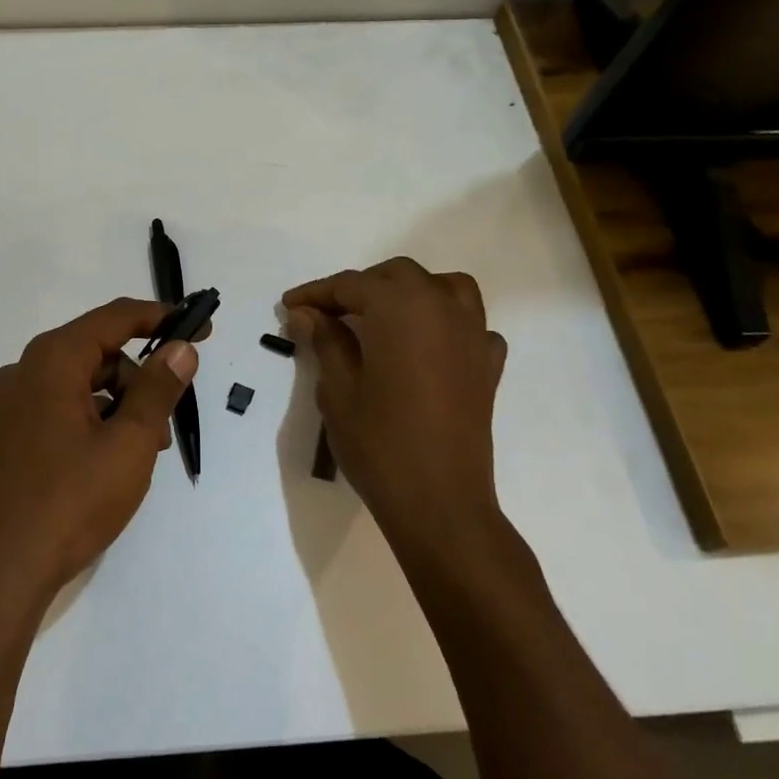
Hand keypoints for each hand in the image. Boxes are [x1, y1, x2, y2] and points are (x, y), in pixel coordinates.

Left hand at [0, 298, 199, 603]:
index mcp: (52, 360)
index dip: (161, 318)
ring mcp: (11, 406)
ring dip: (119, 407)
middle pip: (98, 353)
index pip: (115, 318)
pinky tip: (110, 463)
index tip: (199, 329)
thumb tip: (181, 348)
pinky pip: (61, 409)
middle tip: (167, 425)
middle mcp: (25, 372)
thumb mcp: (129, 443)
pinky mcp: (8, 436)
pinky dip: (93, 422)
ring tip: (142, 454)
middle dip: (139, 380)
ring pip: (81, 385)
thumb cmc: (71, 501)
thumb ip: (158, 389)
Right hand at [283, 258, 510, 569]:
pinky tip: (427, 348)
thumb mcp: (338, 390)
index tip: (289, 305)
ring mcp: (473, 335)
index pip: (351, 285)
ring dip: (411, 292)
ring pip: (445, 288)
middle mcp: (442, 308)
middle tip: (327, 314)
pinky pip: (470, 326)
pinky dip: (447, 324)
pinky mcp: (488, 365)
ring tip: (384, 317)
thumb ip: (325, 341)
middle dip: (360, 287)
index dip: (316, 293)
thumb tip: (306, 313)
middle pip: (398, 276)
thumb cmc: (380, 443)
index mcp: (401, 308)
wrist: (440, 503)